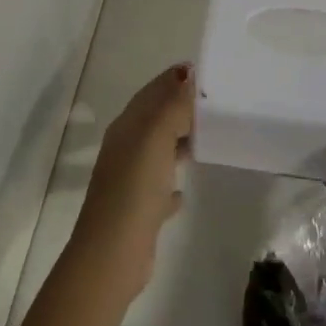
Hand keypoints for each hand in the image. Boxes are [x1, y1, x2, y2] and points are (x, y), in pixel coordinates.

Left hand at [69, 62, 194, 304]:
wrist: (112, 253)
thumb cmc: (135, 188)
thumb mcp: (156, 138)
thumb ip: (172, 105)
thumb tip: (186, 73)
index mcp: (127, 127)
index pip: (151, 93)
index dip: (173, 79)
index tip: (203, 72)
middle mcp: (125, 149)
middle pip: (154, 119)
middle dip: (180, 107)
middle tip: (213, 103)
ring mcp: (130, 181)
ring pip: (158, 151)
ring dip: (178, 141)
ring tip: (208, 138)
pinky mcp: (139, 211)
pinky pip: (159, 188)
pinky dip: (172, 182)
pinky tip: (184, 190)